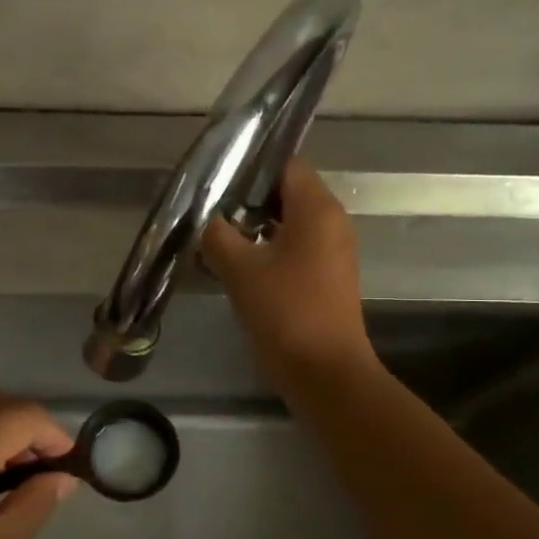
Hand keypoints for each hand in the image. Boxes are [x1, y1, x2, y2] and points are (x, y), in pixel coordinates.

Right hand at [203, 158, 369, 377]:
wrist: (324, 373)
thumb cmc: (285, 311)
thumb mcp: (240, 269)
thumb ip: (217, 236)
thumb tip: (207, 222)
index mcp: (317, 209)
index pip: (285, 165)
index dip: (250, 167)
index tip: (216, 178)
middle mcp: (331, 222)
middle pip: (286, 193)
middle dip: (246, 199)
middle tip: (209, 210)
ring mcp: (331, 252)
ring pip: (288, 223)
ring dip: (253, 228)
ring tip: (215, 237)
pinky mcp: (325, 278)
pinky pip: (293, 249)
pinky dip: (267, 250)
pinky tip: (235, 266)